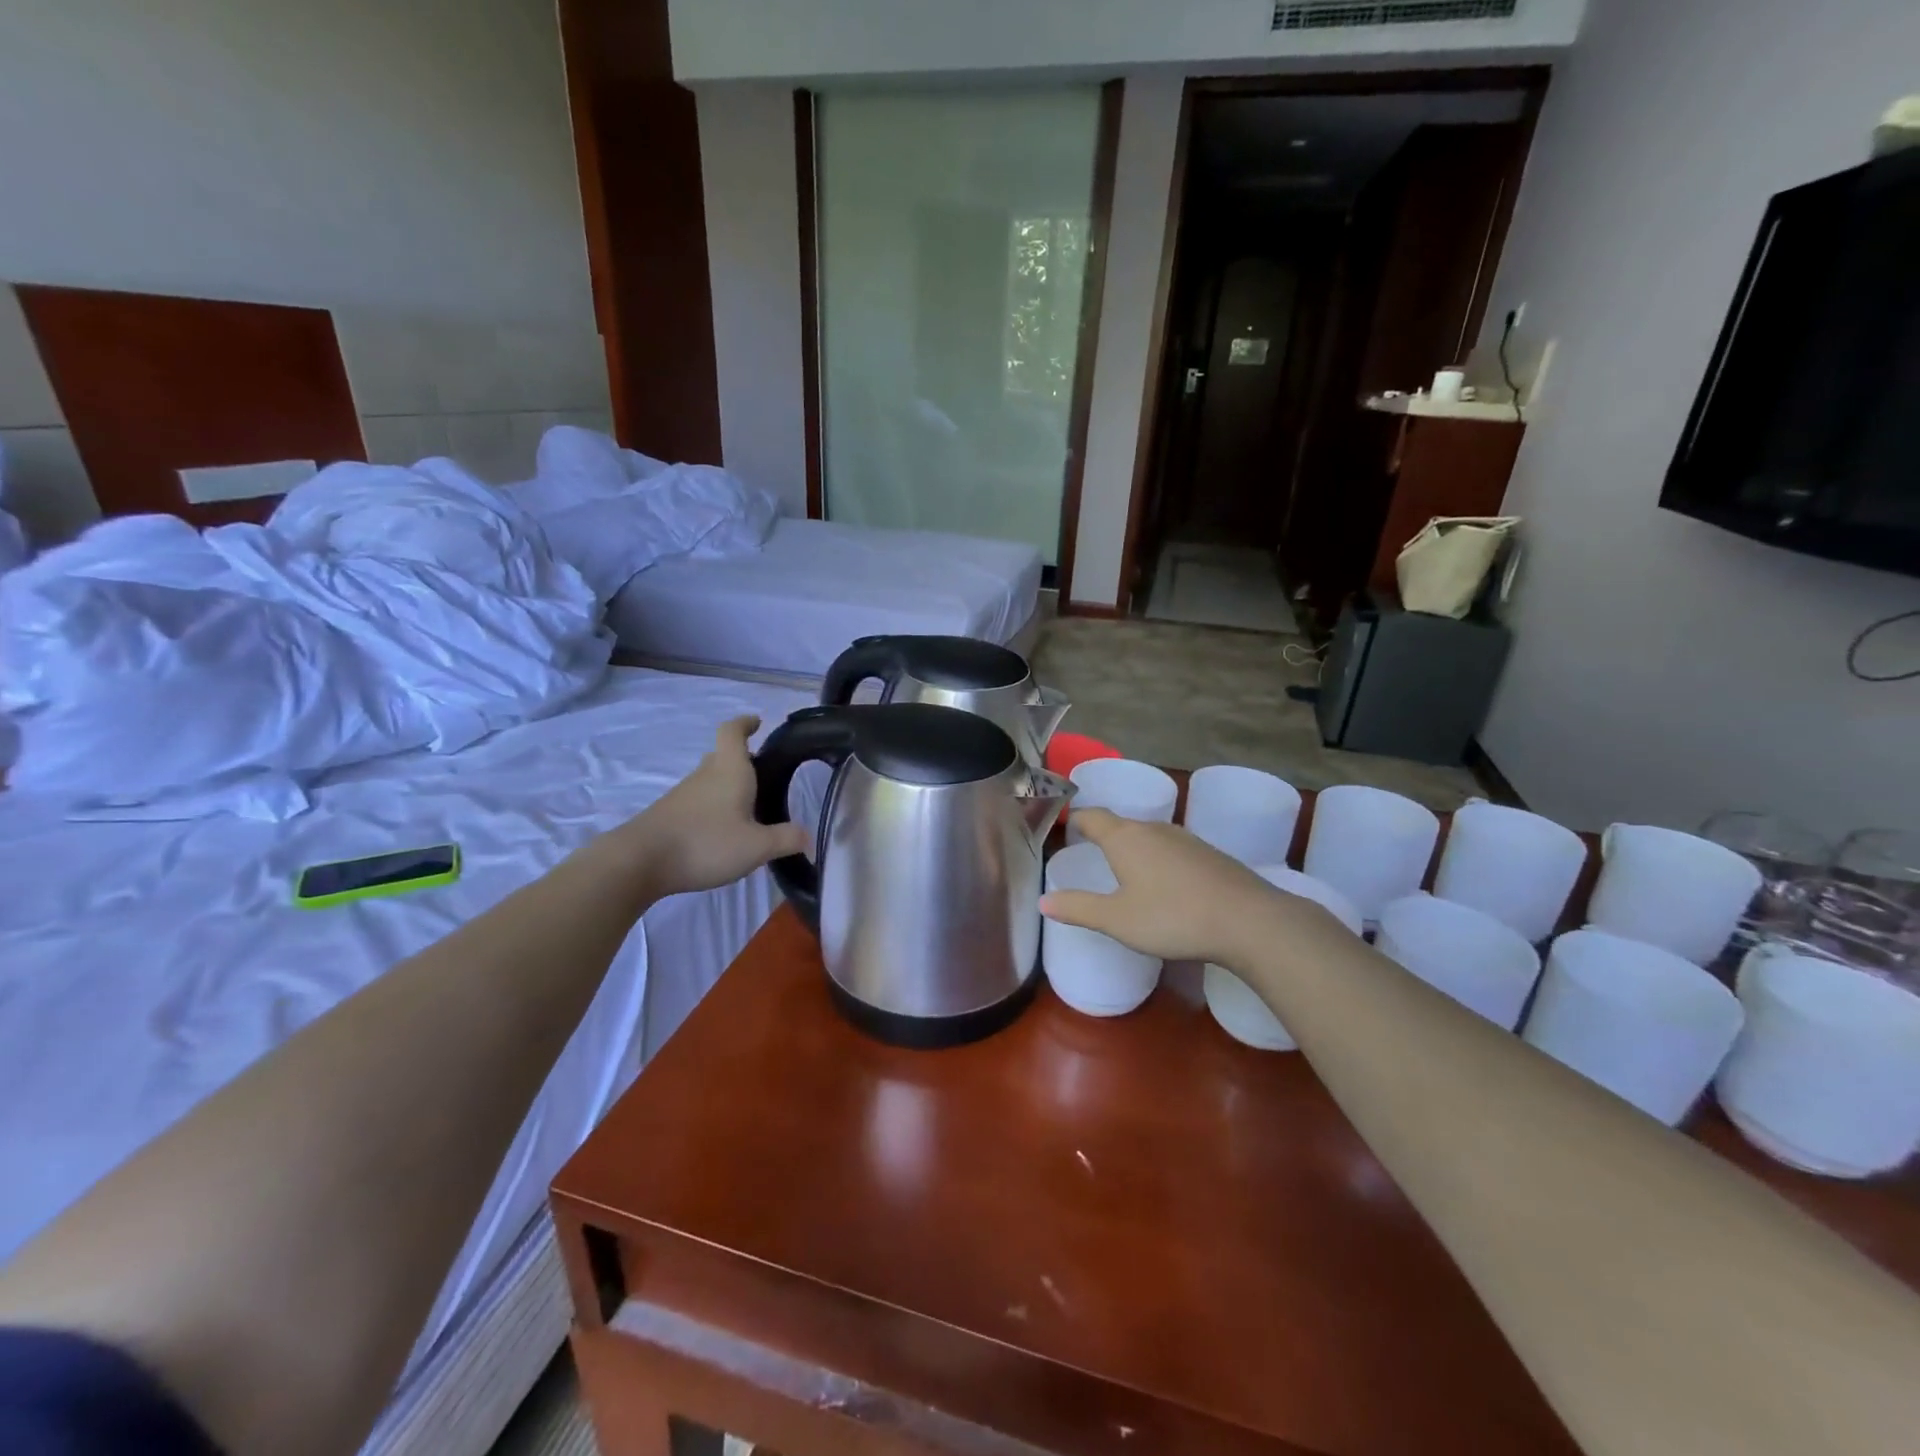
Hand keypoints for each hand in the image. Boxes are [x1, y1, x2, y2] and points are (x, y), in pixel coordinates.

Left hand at [614, 716, 810, 897]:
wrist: (640, 861)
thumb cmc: (705, 843)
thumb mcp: (757, 847)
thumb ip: (786, 839)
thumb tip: (808, 836)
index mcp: (730, 770)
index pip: (733, 731)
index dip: (745, 723)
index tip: (757, 722)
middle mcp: (706, 774)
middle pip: (722, 755)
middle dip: (742, 760)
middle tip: (763, 774)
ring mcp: (683, 794)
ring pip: (710, 779)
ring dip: (727, 786)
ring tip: (748, 807)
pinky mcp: (669, 815)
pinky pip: (698, 801)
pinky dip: (713, 808)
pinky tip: (722, 831)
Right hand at [1041, 808, 1336, 967]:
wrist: (1249, 921)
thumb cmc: (1172, 917)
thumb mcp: (1117, 920)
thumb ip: (1078, 908)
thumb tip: (1042, 901)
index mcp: (1125, 837)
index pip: (1092, 816)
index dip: (1076, 820)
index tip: (1065, 827)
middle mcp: (1154, 829)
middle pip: (1121, 824)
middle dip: (1104, 835)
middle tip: (1089, 854)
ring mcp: (1185, 839)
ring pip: (1149, 836)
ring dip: (1133, 848)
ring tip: (1124, 871)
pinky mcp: (1209, 854)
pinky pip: (1172, 849)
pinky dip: (1159, 860)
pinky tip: (1164, 885)